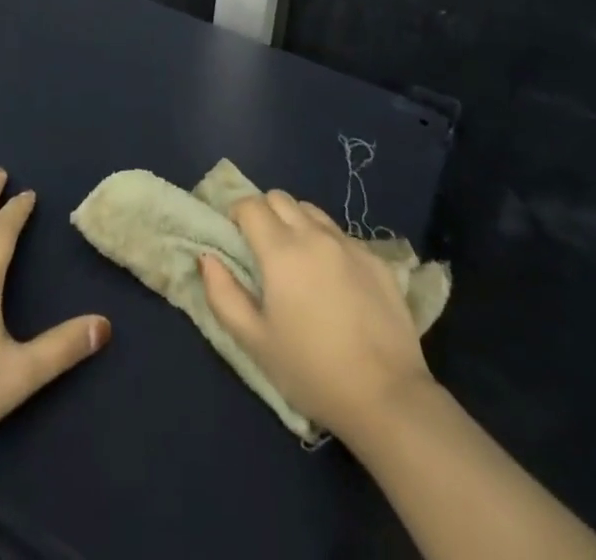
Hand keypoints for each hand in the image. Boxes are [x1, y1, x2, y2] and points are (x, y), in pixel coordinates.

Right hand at [199, 189, 433, 442]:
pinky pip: (342, 235)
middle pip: (280, 198)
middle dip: (264, 212)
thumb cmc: (311, 371)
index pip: (250, 204)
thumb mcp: (255, 341)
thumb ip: (223, 294)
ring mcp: (349, 244)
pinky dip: (327, 243)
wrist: (387, 397)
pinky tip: (334, 281)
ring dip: (296, 223)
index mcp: (281, 250)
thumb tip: (208, 257)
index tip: (235, 239)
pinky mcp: (377, 260)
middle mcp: (314, 235)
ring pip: (312, 211)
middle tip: (262, 248)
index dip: (237, 215)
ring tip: (298, 260)